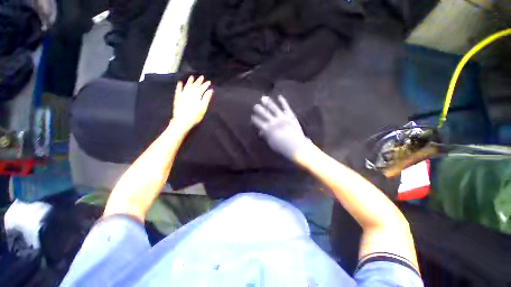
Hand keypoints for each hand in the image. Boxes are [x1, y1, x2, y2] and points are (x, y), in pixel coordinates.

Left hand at [171, 75, 213, 131]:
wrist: (182, 121)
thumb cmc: (195, 116)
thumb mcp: (203, 107)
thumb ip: (206, 98)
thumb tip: (210, 90)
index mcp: (196, 96)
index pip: (202, 88)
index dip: (205, 85)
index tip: (209, 82)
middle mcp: (189, 93)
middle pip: (194, 86)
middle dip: (199, 81)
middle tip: (202, 77)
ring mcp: (182, 95)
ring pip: (186, 86)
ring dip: (189, 81)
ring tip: (191, 77)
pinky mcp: (177, 98)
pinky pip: (178, 90)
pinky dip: (179, 86)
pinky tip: (180, 83)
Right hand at [251, 95, 310, 160]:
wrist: (297, 146)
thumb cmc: (282, 147)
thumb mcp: (271, 143)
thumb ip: (266, 136)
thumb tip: (261, 132)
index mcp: (268, 129)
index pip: (258, 122)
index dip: (254, 119)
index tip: (252, 117)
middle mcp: (273, 121)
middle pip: (264, 113)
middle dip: (258, 109)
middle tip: (255, 106)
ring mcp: (282, 117)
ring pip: (273, 107)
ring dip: (267, 102)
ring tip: (263, 98)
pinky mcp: (290, 115)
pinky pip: (285, 106)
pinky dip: (283, 101)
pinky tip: (279, 96)